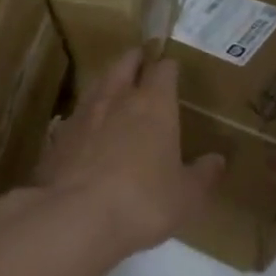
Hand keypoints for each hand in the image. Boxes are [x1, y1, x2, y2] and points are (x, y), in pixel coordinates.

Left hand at [33, 49, 224, 261]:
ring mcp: (83, 116)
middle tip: (140, 58)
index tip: (172, 66)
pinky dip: (85, 114)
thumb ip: (203, 175)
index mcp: (154, 106)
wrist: (75, 218)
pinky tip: (86, 126)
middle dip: (134, 60)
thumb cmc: (143, 202)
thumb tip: (218, 160)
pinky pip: (75, 116)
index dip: (169, 67)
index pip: (164, 71)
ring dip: (107, 80)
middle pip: (124, 65)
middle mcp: (117, 100)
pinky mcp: (57, 138)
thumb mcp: (186, 196)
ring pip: (97, 85)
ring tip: (113, 83)